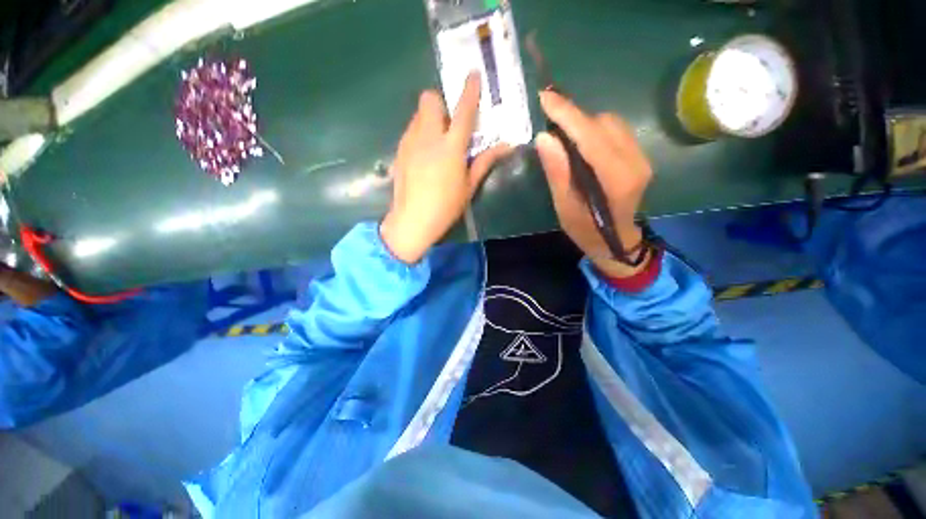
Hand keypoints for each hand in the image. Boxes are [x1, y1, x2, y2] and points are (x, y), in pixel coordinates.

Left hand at [381, 73, 509, 263]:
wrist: (412, 221)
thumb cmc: (446, 207)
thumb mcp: (469, 186)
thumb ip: (485, 162)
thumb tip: (506, 146)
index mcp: (451, 147)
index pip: (463, 110)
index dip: (470, 90)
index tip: (473, 75)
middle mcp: (428, 137)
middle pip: (429, 99)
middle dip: (441, 104)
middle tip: (450, 124)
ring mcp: (410, 143)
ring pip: (418, 114)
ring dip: (430, 119)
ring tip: (437, 142)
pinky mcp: (399, 151)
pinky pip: (410, 130)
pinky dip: (419, 133)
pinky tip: (424, 155)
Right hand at [536, 91, 652, 278]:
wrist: (616, 241)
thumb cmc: (585, 230)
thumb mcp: (565, 207)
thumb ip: (557, 172)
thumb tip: (544, 137)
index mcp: (616, 179)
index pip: (591, 136)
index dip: (567, 114)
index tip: (545, 97)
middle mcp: (635, 162)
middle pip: (603, 124)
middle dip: (574, 117)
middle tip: (549, 120)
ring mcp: (641, 157)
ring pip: (610, 123)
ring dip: (584, 123)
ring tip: (562, 133)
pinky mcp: (639, 156)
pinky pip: (615, 130)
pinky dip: (593, 129)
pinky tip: (580, 141)